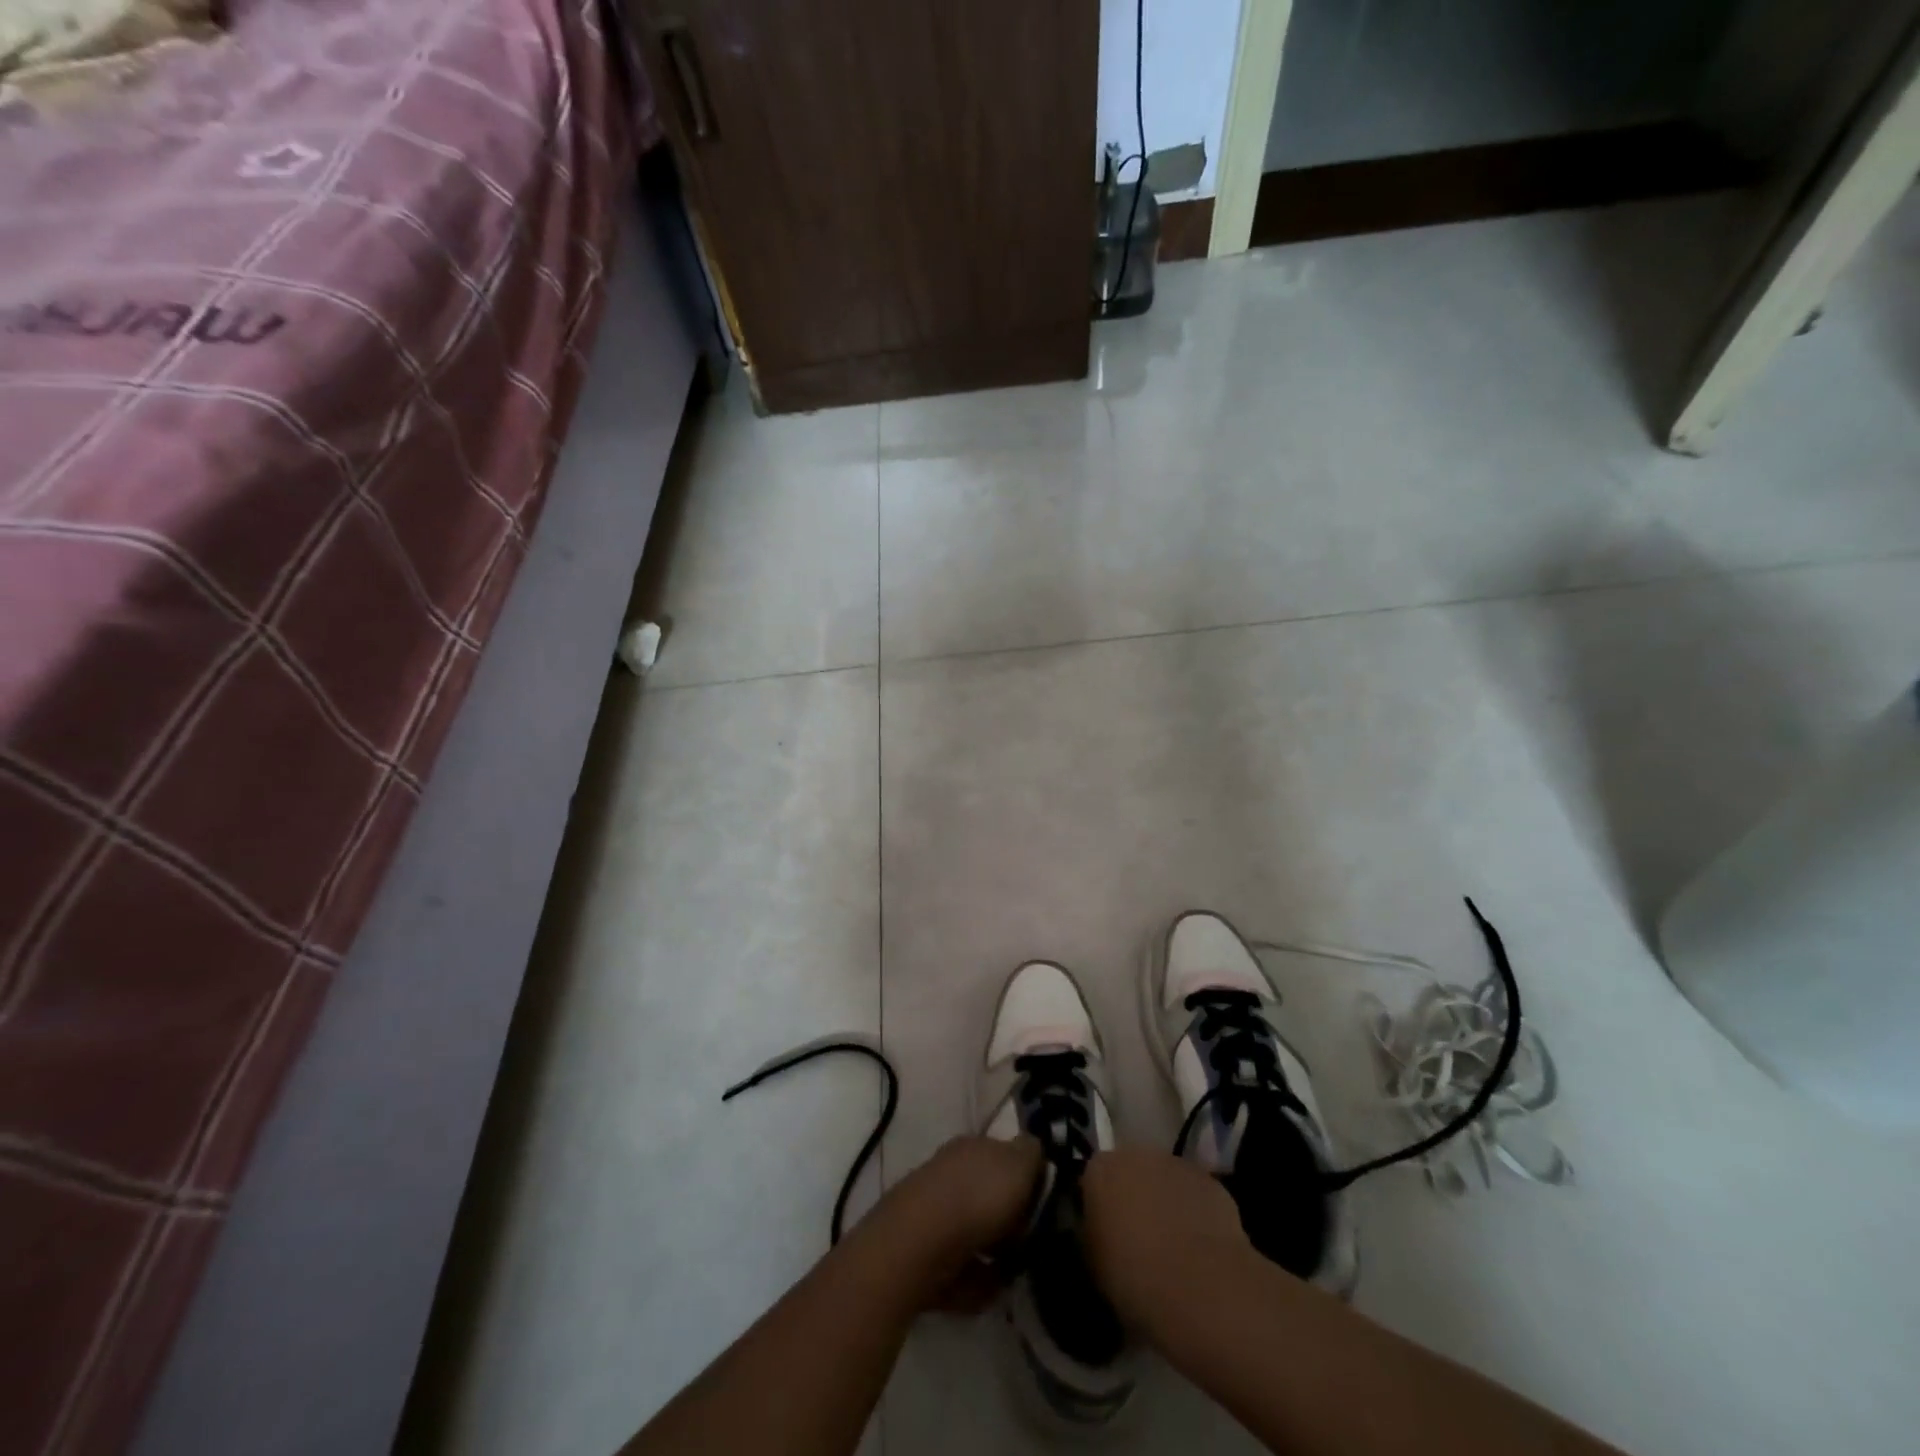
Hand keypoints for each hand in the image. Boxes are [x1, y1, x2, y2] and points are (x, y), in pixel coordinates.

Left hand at [869, 1135, 1043, 1311]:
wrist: (919, 1244)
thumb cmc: (978, 1199)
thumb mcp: (1018, 1164)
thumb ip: (1032, 1154)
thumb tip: (1034, 1151)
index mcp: (973, 1146)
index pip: (1005, 1156)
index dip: (1027, 1180)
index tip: (1043, 1206)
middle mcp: (953, 1173)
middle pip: (991, 1196)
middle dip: (1011, 1222)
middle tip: (1030, 1243)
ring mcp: (936, 1211)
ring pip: (977, 1232)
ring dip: (996, 1254)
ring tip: (1012, 1272)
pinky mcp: (925, 1251)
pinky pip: (962, 1266)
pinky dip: (976, 1278)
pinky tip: (988, 1288)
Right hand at [1081, 1147, 1254, 1336]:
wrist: (1199, 1289)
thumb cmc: (1133, 1277)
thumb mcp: (1092, 1262)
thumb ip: (1090, 1234)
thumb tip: (1096, 1231)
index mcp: (1101, 1169)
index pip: (1093, 1178)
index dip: (1100, 1206)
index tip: (1105, 1234)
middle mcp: (1137, 1154)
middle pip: (1131, 1171)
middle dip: (1134, 1197)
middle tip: (1138, 1239)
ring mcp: (1178, 1164)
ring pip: (1165, 1181)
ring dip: (1166, 1203)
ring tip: (1173, 1248)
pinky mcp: (1212, 1183)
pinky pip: (1196, 1195)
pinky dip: (1196, 1214)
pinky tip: (1201, 1251)